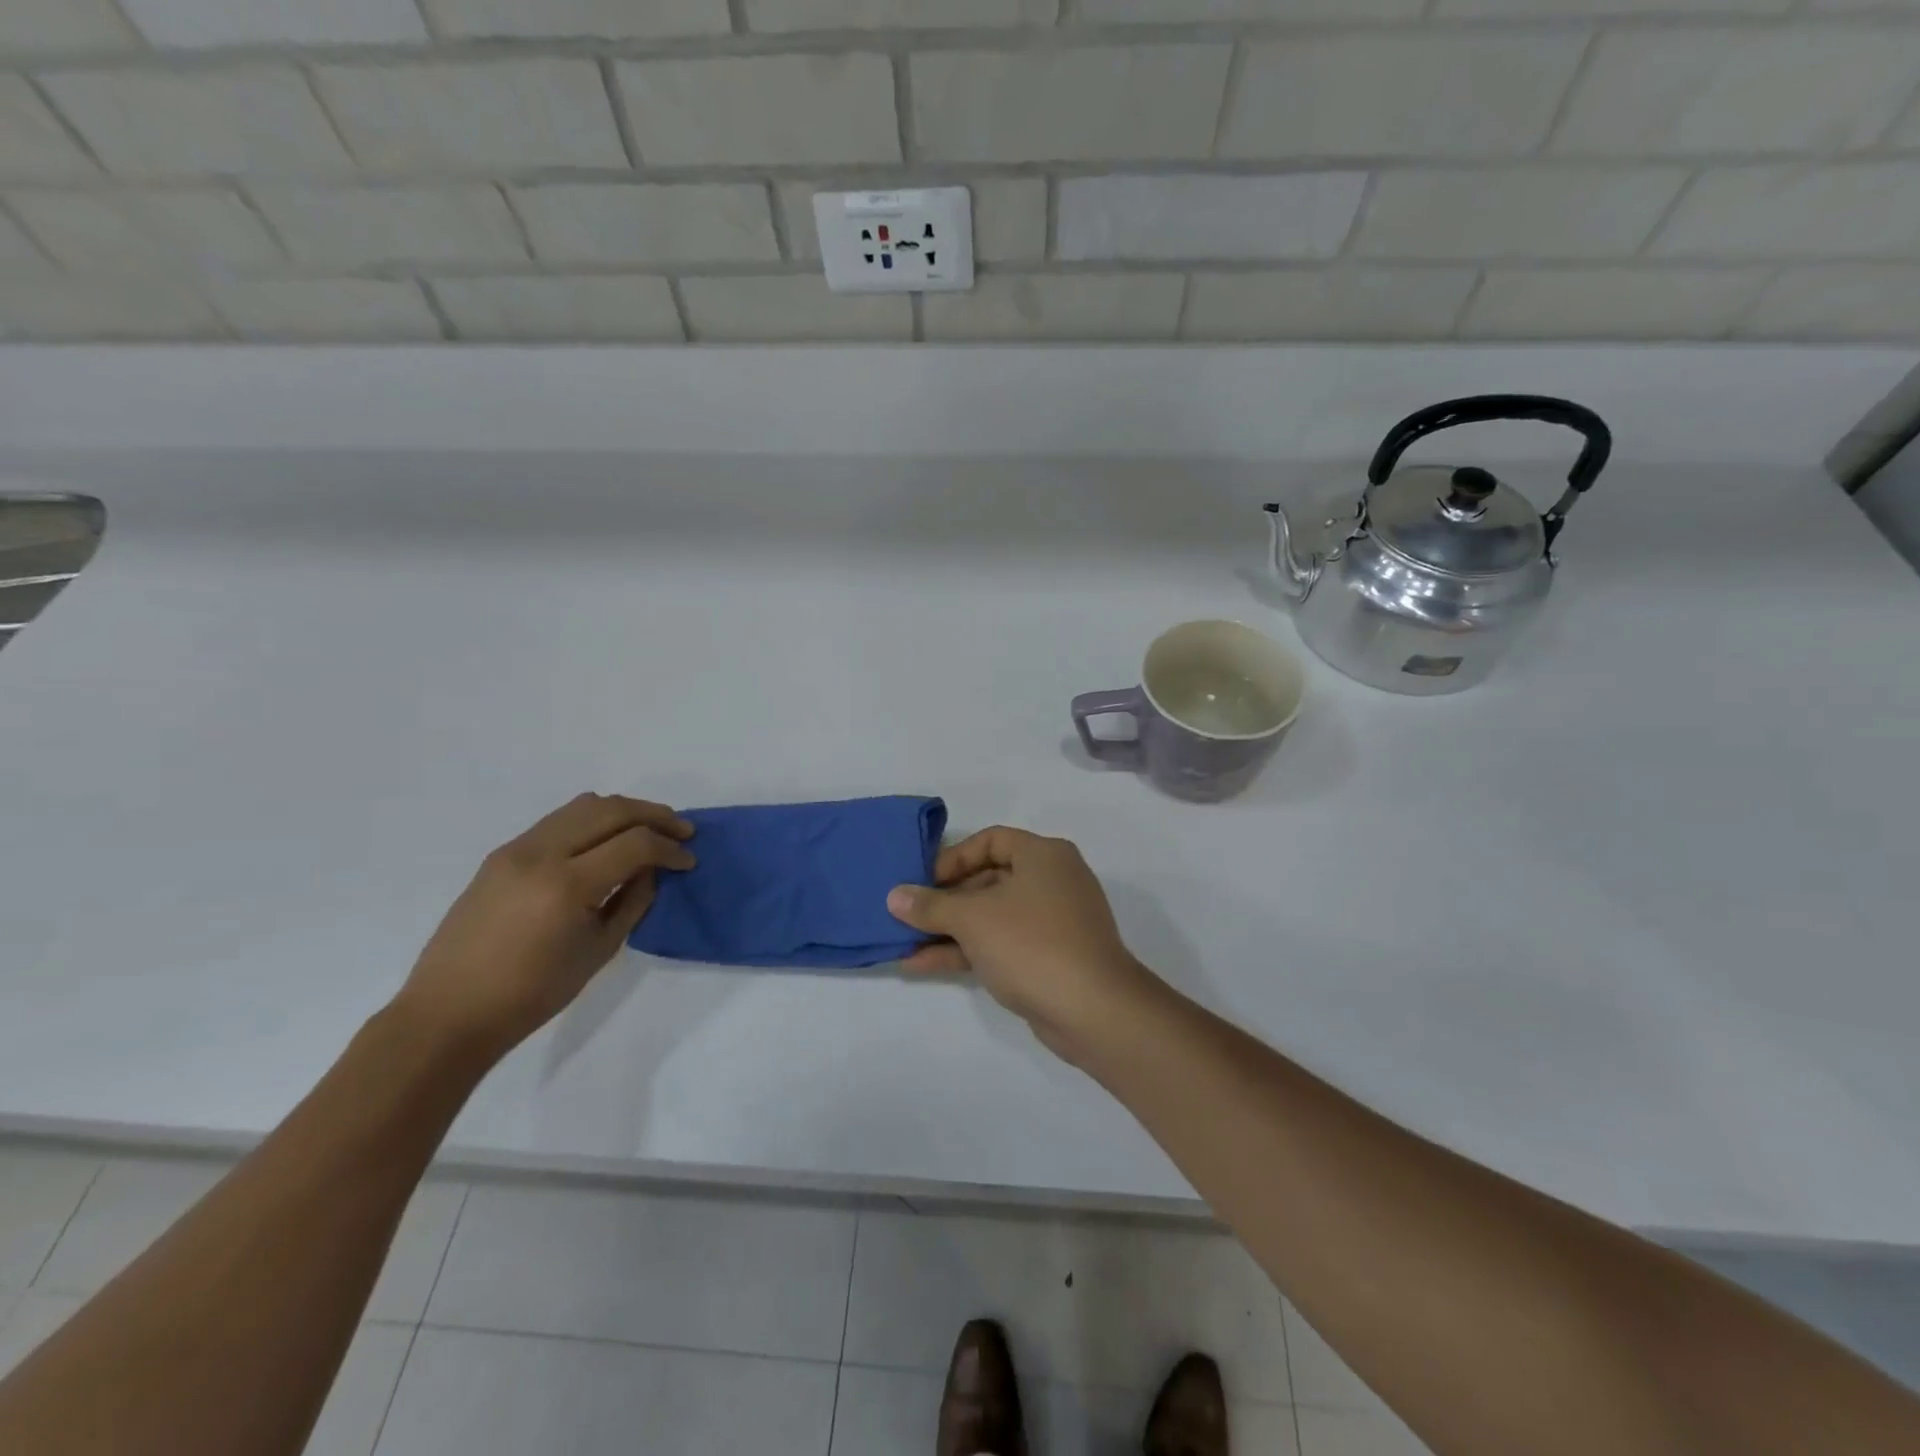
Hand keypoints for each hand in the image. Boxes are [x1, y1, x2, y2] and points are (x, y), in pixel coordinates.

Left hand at [394, 794, 694, 1060]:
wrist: (450, 1012)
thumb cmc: (532, 993)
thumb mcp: (599, 950)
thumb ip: (632, 902)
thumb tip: (652, 871)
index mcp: (566, 885)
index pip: (634, 843)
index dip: (669, 848)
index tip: (689, 861)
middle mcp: (540, 854)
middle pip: (611, 810)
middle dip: (654, 815)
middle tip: (682, 830)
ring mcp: (516, 849)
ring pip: (583, 805)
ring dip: (623, 810)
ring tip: (649, 826)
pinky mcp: (502, 854)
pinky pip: (558, 821)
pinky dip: (592, 820)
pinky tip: (607, 839)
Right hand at [887, 827, 1156, 1061]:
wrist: (1094, 1011)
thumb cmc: (1032, 944)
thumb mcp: (974, 919)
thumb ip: (931, 905)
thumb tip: (895, 896)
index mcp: (1044, 855)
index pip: (991, 840)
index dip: (953, 858)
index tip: (922, 881)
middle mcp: (1052, 881)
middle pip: (989, 879)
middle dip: (945, 899)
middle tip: (908, 914)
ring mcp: (1053, 922)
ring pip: (992, 916)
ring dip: (950, 929)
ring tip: (904, 942)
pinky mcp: (1050, 958)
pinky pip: (1001, 943)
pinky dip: (967, 951)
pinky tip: (923, 964)